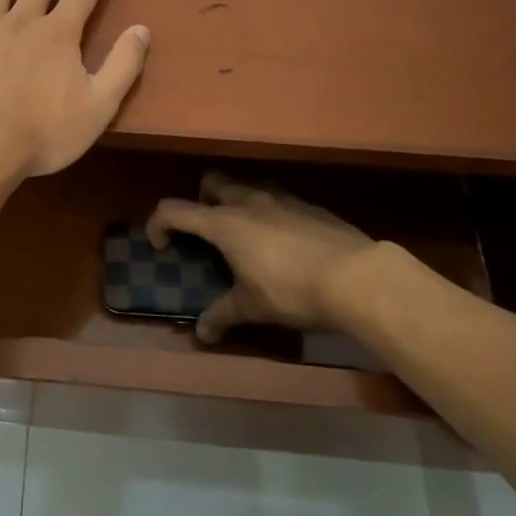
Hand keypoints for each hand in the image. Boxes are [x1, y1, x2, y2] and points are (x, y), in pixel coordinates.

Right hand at [146, 172, 374, 343]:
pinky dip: (269, 212)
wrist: (356, 277)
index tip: (160, 244)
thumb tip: (202, 333)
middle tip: (207, 230)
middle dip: (201, 199)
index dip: (159, 223)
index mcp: (224, 223)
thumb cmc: (292, 290)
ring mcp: (281, 198)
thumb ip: (223, 315)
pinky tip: (283, 242)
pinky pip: (278, 200)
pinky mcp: (309, 205)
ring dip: (236, 201)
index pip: (175, 210)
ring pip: (247, 185)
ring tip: (245, 235)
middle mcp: (248, 200)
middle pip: (212, 182)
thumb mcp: (253, 308)